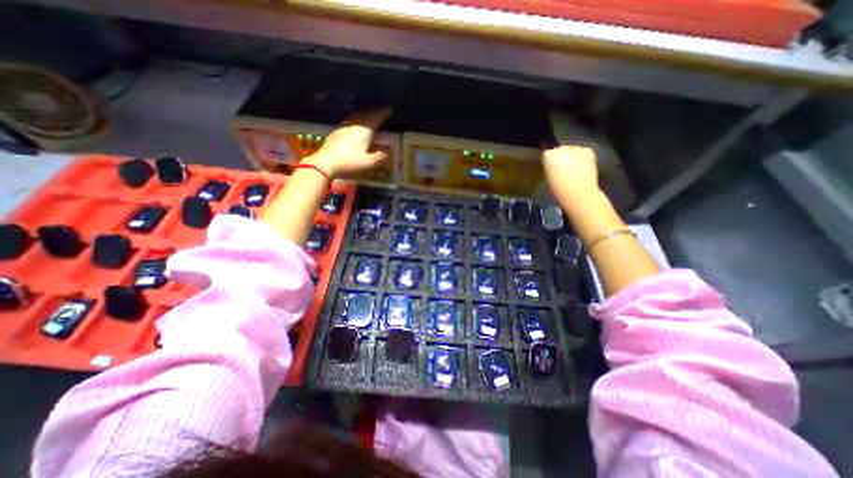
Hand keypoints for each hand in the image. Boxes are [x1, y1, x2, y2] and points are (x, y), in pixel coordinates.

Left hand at [300, 106, 391, 177]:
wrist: (325, 163)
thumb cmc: (350, 162)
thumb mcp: (369, 163)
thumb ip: (379, 157)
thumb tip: (386, 153)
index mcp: (364, 130)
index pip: (376, 117)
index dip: (383, 113)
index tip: (390, 109)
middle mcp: (354, 124)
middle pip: (365, 114)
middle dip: (374, 112)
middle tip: (380, 111)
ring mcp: (343, 127)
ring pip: (356, 116)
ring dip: (364, 115)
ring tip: (369, 116)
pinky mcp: (336, 133)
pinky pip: (349, 122)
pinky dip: (356, 121)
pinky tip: (355, 126)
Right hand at [542, 145, 594, 205]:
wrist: (579, 194)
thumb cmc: (558, 190)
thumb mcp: (547, 179)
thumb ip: (549, 168)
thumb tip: (552, 166)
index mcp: (548, 156)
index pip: (546, 155)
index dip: (548, 162)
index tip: (550, 169)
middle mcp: (561, 148)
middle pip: (559, 150)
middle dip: (561, 157)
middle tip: (562, 169)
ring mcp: (576, 148)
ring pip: (572, 150)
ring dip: (572, 157)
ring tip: (573, 169)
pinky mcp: (588, 151)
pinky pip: (583, 152)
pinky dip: (582, 158)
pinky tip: (582, 168)